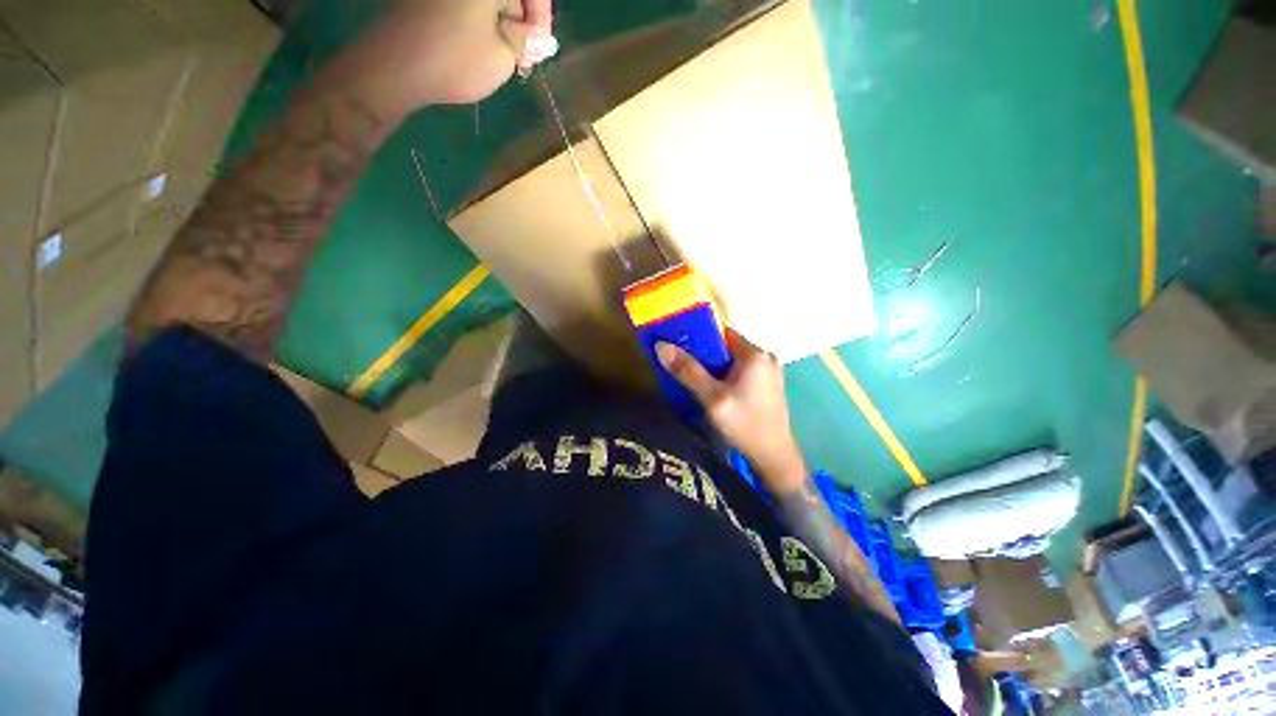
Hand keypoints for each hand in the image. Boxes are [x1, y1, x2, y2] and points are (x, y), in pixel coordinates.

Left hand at [336, 0, 556, 116]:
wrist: (394, 66)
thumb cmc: (456, 59)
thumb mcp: (504, 55)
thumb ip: (525, 40)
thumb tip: (537, 37)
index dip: (541, 18)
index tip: (541, 48)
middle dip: (520, 19)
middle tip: (523, 56)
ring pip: (487, 1)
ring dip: (500, 21)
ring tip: (503, 56)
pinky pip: (464, 5)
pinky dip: (478, 19)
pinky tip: (480, 45)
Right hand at [657, 329, 807, 493]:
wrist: (774, 458)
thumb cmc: (744, 425)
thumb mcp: (712, 399)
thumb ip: (688, 371)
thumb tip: (662, 346)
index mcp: (755, 354)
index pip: (722, 332)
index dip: (699, 335)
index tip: (678, 343)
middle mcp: (766, 357)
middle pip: (727, 346)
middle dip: (704, 353)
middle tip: (681, 363)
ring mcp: (769, 372)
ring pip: (733, 360)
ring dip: (714, 365)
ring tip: (693, 376)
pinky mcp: (768, 385)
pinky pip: (741, 371)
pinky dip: (725, 375)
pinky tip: (713, 388)